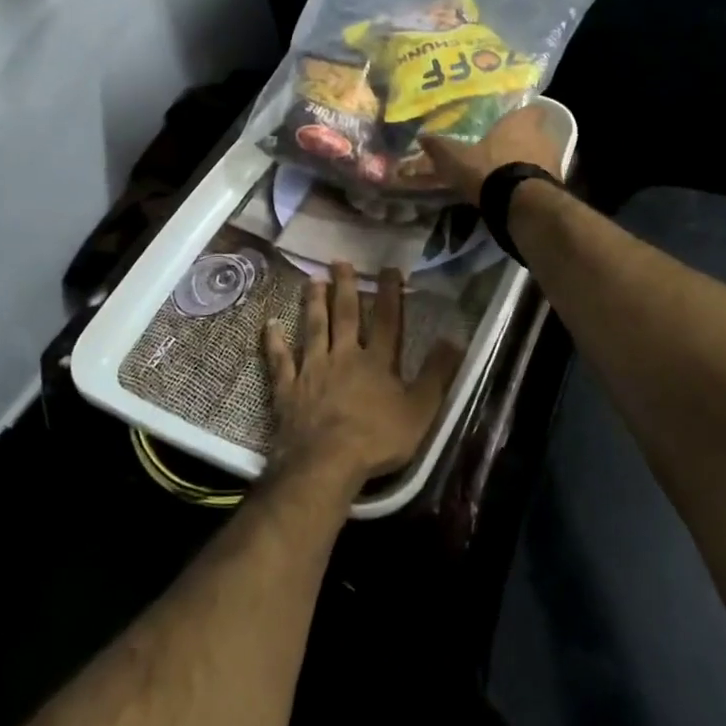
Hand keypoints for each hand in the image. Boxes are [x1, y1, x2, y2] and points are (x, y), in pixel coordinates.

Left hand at [263, 263, 461, 487]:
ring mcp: (313, 370)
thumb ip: (437, 374)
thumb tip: (455, 338)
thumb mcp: (420, 410)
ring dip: (314, 303)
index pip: (388, 320)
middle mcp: (344, 356)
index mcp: (378, 361)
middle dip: (345, 287)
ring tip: (312, 280)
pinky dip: (274, 342)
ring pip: (314, 329)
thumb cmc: (377, 439)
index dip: (390, 293)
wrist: (325, 464)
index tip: (388, 268)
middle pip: (346, 315)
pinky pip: (280, 360)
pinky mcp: (288, 388)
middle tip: (339, 261)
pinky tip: (270, 325)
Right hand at [418, 100, 564, 205]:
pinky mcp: (558, 186)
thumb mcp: (456, 159)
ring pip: (542, 156)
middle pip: (535, 133)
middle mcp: (543, 136)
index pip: (530, 108)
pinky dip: (532, 184)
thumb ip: (441, 148)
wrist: (522, 205)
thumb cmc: (490, 170)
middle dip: (522, 141)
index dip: (520, 115)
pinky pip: (543, 179)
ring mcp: (555, 161)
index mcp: (521, 122)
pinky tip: (517, 194)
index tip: (508, 122)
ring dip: (529, 163)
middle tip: (503, 150)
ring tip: (509, 175)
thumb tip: (422, 136)